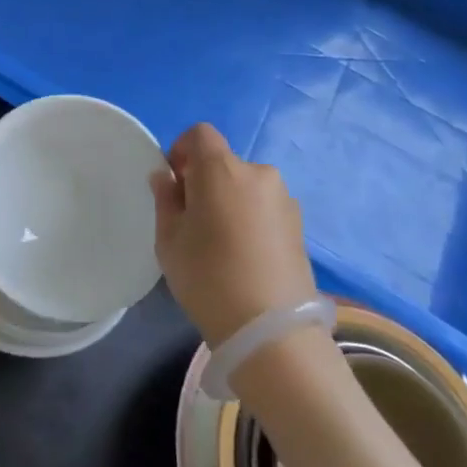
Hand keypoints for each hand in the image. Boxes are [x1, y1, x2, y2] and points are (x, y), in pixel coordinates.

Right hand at [151, 124, 317, 346]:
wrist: (272, 332)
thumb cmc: (208, 278)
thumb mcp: (170, 240)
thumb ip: (166, 200)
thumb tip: (166, 177)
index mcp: (222, 169)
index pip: (200, 134)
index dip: (182, 150)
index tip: (174, 183)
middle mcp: (258, 173)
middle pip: (224, 162)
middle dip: (205, 181)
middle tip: (193, 220)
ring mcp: (284, 199)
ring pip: (246, 186)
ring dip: (230, 200)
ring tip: (222, 243)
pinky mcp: (300, 226)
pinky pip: (265, 208)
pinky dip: (251, 219)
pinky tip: (245, 256)